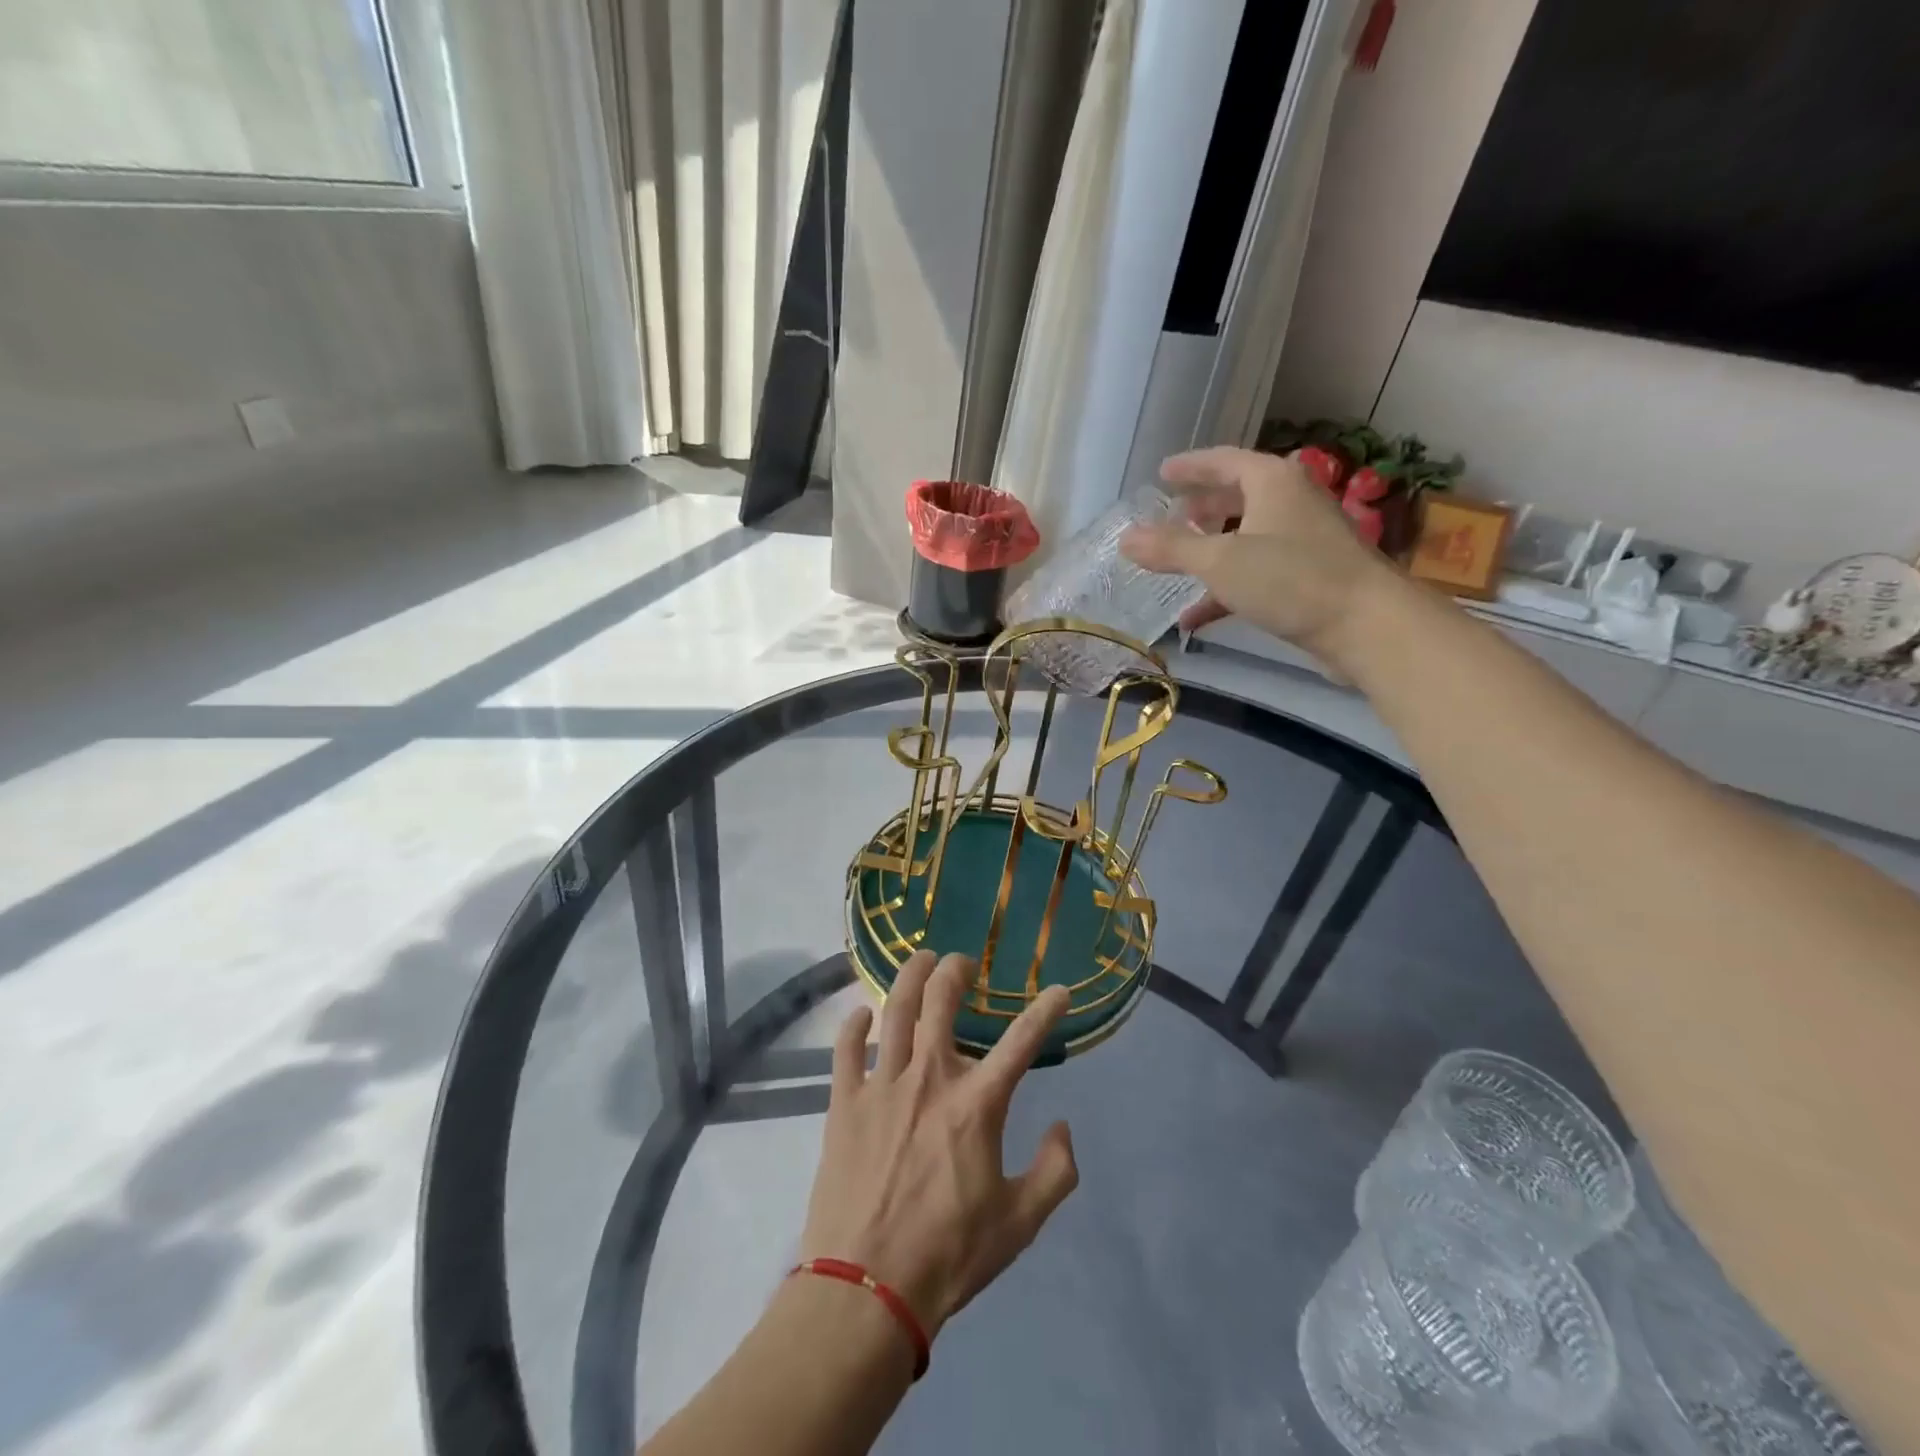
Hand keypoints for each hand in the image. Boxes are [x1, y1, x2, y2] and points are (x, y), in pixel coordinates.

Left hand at [800, 951, 1078, 1341]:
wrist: (867, 1289)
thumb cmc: (949, 1255)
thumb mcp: (1020, 1223)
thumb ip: (1055, 1172)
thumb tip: (1062, 1128)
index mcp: (977, 1103)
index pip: (1022, 1041)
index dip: (1045, 1010)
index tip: (1060, 990)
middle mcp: (930, 1078)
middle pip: (942, 1002)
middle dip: (956, 970)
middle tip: (963, 962)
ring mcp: (882, 1085)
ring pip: (896, 1011)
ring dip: (911, 977)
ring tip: (921, 959)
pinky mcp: (844, 1102)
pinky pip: (846, 1048)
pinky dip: (854, 1024)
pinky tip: (862, 1014)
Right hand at [1120, 446, 1397, 663]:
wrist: (1367, 625)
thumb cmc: (1291, 578)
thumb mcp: (1220, 561)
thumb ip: (1171, 548)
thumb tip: (1125, 538)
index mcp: (1272, 482)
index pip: (1224, 460)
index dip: (1190, 466)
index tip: (1162, 473)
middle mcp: (1290, 502)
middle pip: (1238, 496)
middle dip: (1202, 507)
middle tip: (1171, 515)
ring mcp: (1302, 541)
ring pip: (1246, 537)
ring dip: (1211, 550)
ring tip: (1178, 562)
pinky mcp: (1308, 578)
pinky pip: (1256, 574)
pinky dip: (1226, 588)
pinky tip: (1195, 617)